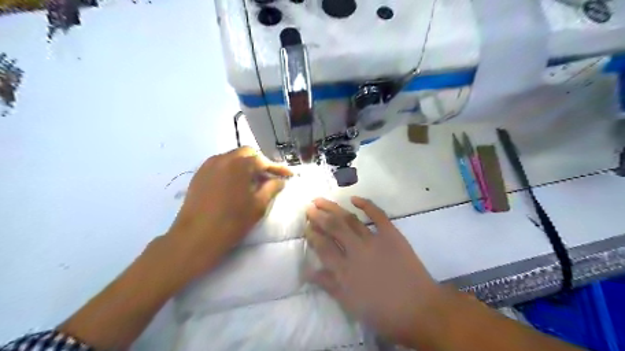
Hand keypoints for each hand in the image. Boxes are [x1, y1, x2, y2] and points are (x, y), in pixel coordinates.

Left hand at [168, 147, 290, 275]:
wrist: (196, 237)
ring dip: (245, 165)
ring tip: (253, 180)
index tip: (289, 175)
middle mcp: (223, 159)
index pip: (263, 161)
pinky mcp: (199, 174)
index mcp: (239, 164)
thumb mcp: (258, 206)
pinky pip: (220, 165)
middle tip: (269, 177)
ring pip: (232, 158)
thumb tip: (280, 180)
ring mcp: (208, 165)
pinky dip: (232, 170)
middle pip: (247, 154)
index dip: (278, 168)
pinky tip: (235, 184)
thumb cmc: (232, 222)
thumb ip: (272, 188)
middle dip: (260, 163)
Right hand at [305, 198, 441, 345]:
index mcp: (344, 270)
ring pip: (350, 219)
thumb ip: (328, 285)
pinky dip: (366, 204)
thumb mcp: (350, 303)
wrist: (419, 309)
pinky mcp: (391, 234)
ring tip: (321, 200)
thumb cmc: (382, 312)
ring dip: (334, 208)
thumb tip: (308, 271)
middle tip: (309, 208)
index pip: (322, 246)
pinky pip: (378, 215)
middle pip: (333, 228)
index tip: (306, 227)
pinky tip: (354, 198)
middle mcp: (356, 250)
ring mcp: (374, 240)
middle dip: (319, 216)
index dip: (312, 235)